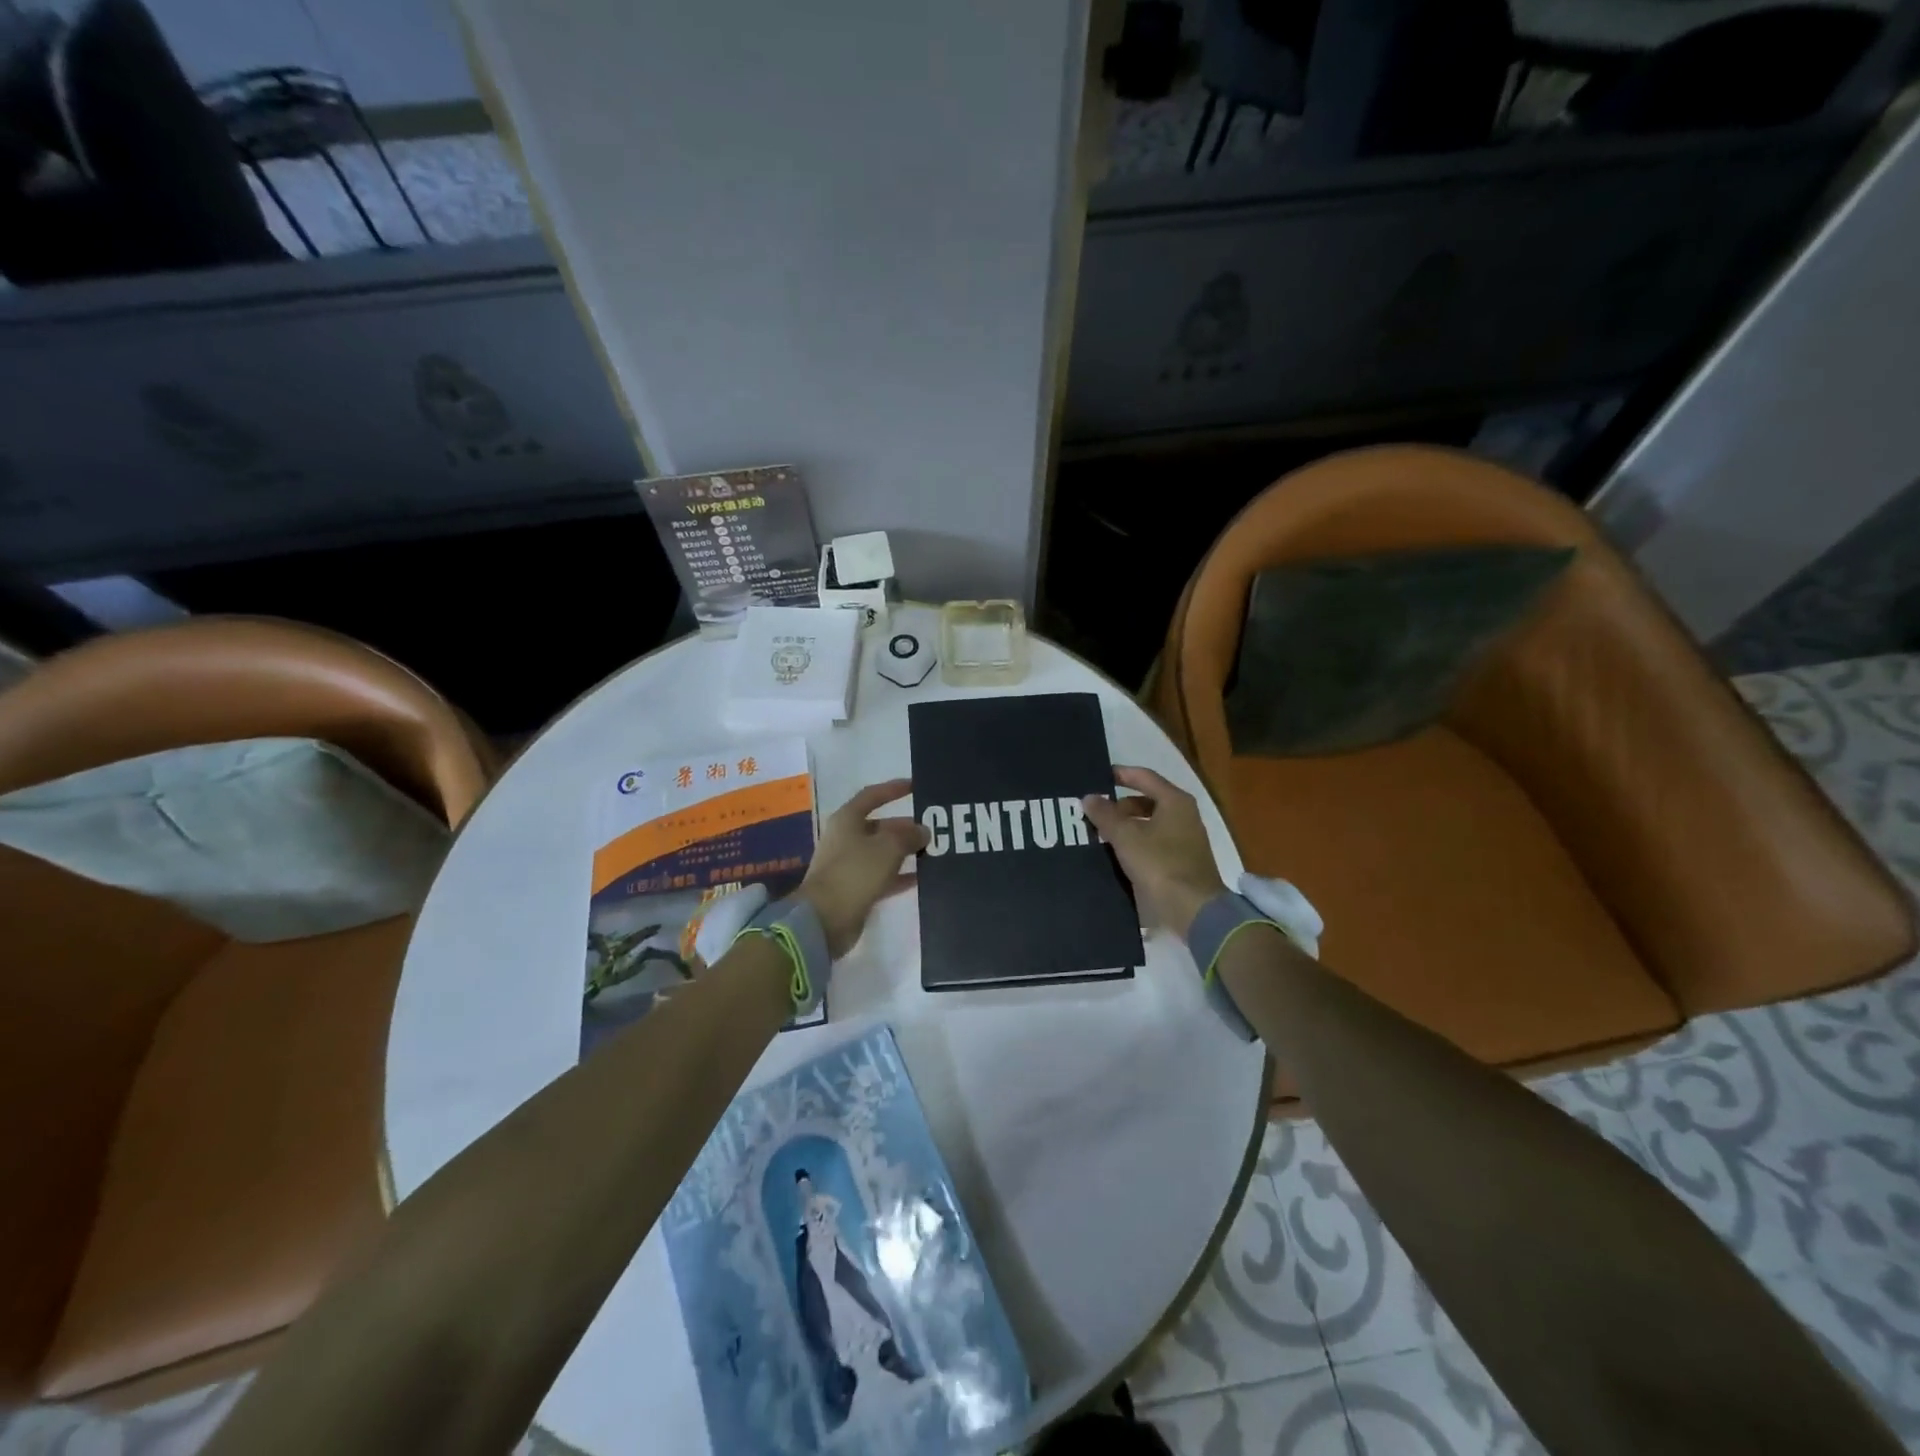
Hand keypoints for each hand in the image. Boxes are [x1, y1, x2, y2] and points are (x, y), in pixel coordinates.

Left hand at [798, 779, 928, 956]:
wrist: (824, 919)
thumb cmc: (854, 873)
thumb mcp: (887, 848)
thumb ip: (908, 835)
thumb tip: (922, 831)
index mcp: (847, 820)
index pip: (872, 796)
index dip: (894, 789)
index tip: (916, 786)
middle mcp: (846, 839)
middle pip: (880, 826)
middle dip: (905, 826)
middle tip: (934, 828)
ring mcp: (850, 865)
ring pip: (883, 852)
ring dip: (905, 851)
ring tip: (934, 851)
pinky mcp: (855, 889)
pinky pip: (883, 876)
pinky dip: (901, 875)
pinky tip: (923, 877)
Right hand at [1081, 766, 1226, 939]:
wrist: (1193, 910)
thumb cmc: (1160, 863)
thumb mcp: (1125, 837)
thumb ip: (1105, 815)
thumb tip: (1089, 797)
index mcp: (1175, 801)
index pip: (1144, 777)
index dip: (1120, 774)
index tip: (1097, 776)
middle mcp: (1184, 815)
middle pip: (1146, 801)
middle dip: (1119, 806)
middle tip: (1094, 813)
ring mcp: (1185, 840)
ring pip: (1149, 824)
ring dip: (1125, 827)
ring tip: (1099, 835)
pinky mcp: (1182, 862)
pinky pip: (1153, 843)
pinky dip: (1135, 844)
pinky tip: (1115, 854)